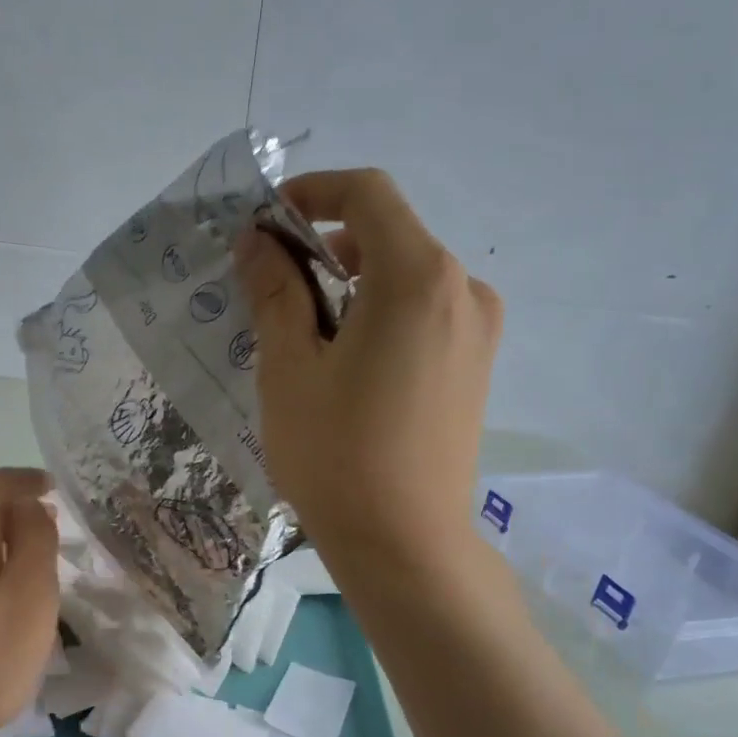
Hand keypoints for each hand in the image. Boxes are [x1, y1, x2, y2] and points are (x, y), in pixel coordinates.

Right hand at [234, 168, 501, 579]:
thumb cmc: (337, 454)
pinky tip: (346, 360)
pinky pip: (425, 312)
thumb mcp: (290, 369)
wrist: (406, 544)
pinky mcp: (476, 365)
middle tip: (274, 285)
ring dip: (353, 282)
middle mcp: (462, 289)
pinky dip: (381, 311)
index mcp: (418, 277)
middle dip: (327, 244)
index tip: (268, 221)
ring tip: (305, 331)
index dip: (313, 192)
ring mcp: (478, 329)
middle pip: (389, 234)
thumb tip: (259, 241)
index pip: (367, 195)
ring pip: (407, 275)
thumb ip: (275, 292)